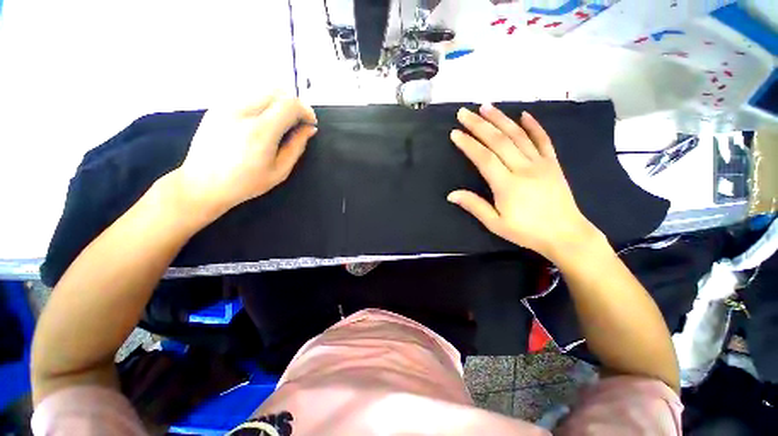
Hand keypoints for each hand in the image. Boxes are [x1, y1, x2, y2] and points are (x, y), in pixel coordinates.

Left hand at [172, 93, 317, 220]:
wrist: (202, 183)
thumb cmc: (245, 183)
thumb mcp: (280, 171)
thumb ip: (297, 146)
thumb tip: (309, 129)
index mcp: (260, 131)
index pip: (290, 104)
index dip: (306, 111)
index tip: (310, 123)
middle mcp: (242, 111)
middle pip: (277, 90)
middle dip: (294, 104)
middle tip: (298, 122)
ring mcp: (226, 105)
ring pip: (262, 88)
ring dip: (278, 101)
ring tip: (281, 121)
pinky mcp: (217, 105)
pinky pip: (247, 94)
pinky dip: (262, 102)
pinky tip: (262, 120)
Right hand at [448, 104, 601, 260]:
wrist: (566, 234)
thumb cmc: (527, 231)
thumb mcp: (495, 224)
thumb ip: (474, 206)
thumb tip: (451, 194)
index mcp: (507, 185)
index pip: (483, 158)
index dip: (468, 144)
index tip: (455, 133)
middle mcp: (523, 168)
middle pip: (499, 141)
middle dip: (479, 125)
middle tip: (464, 112)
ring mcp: (541, 163)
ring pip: (518, 135)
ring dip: (501, 119)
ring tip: (486, 106)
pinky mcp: (553, 163)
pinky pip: (543, 140)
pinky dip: (534, 125)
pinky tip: (524, 114)